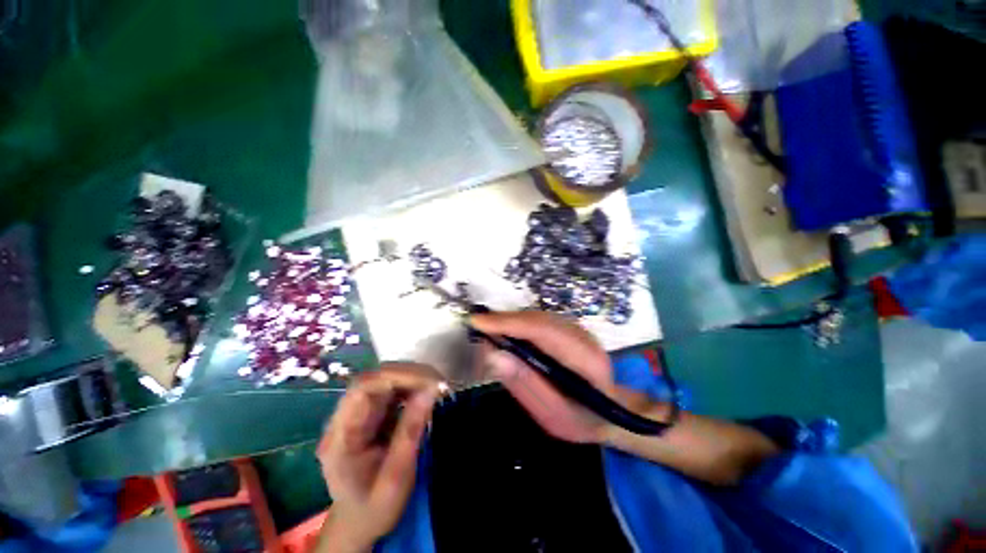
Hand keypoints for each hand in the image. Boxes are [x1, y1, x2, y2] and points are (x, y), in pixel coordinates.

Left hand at [316, 364, 441, 550]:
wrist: (360, 520)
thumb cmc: (375, 507)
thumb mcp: (396, 478)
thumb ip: (409, 433)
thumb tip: (430, 390)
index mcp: (340, 437)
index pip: (363, 388)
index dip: (396, 376)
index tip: (429, 383)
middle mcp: (345, 417)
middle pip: (375, 378)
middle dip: (410, 375)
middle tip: (440, 384)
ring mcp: (358, 413)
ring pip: (385, 379)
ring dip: (414, 378)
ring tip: (438, 388)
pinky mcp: (371, 412)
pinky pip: (393, 389)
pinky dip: (413, 386)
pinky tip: (427, 394)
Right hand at [471, 311, 613, 443]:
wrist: (611, 413)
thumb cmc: (582, 420)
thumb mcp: (552, 415)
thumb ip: (524, 384)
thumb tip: (493, 354)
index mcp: (585, 360)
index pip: (542, 331)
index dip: (508, 323)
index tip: (478, 323)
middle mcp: (583, 336)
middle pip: (538, 319)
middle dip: (504, 321)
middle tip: (478, 328)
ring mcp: (578, 329)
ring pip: (537, 317)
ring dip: (510, 321)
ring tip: (488, 331)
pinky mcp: (570, 329)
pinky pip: (539, 321)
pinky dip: (519, 325)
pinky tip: (507, 334)